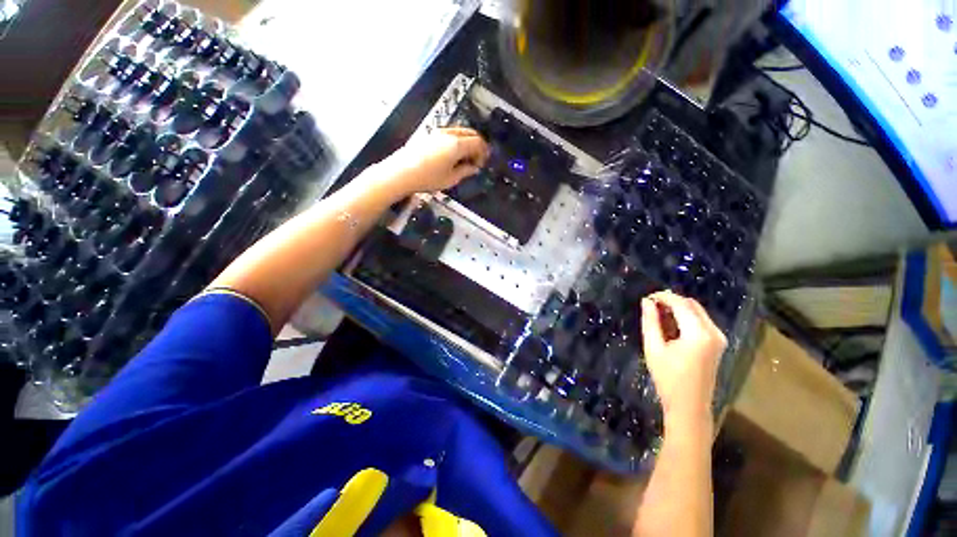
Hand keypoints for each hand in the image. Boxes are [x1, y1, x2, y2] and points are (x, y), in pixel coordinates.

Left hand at [374, 128, 489, 195]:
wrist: (401, 172)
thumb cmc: (428, 178)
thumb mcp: (451, 179)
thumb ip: (465, 171)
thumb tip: (474, 168)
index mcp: (457, 144)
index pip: (478, 142)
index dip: (483, 153)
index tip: (482, 164)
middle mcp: (449, 134)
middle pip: (470, 133)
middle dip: (477, 145)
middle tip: (477, 160)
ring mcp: (438, 132)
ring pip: (460, 131)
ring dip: (467, 142)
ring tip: (465, 159)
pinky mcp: (430, 135)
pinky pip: (450, 133)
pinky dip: (457, 141)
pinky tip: (453, 155)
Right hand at [640, 291, 725, 425]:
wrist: (689, 406)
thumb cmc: (668, 378)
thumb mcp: (653, 348)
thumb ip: (650, 321)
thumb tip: (646, 301)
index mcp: (699, 334)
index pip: (681, 304)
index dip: (663, 297)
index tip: (647, 297)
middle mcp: (714, 332)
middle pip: (692, 305)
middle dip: (671, 301)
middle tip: (651, 305)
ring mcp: (719, 338)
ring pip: (697, 312)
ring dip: (678, 309)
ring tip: (657, 315)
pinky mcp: (718, 344)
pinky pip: (701, 321)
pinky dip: (685, 318)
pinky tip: (671, 325)